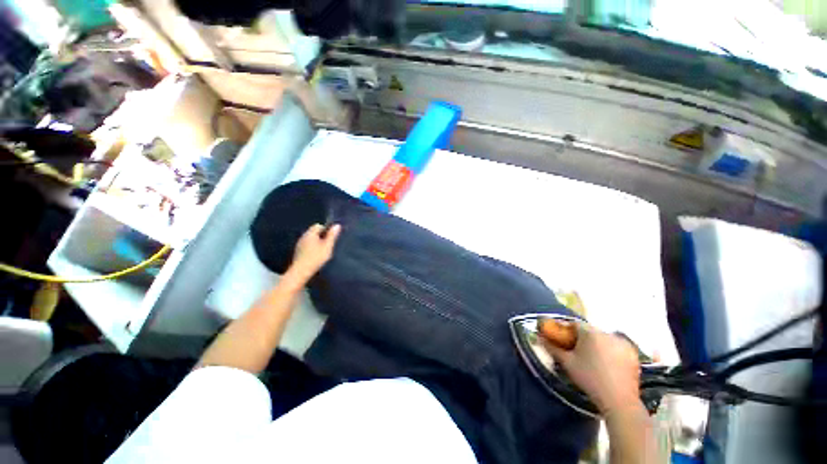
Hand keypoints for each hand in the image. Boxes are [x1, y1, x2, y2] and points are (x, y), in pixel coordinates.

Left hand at [288, 223, 341, 280]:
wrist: (300, 272)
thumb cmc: (316, 258)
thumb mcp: (327, 246)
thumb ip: (332, 235)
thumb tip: (337, 225)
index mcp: (310, 233)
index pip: (319, 225)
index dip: (326, 229)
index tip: (332, 237)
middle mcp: (303, 236)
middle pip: (314, 232)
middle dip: (322, 236)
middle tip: (329, 244)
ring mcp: (299, 244)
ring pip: (310, 239)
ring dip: (317, 242)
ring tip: (323, 251)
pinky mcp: (298, 252)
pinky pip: (307, 245)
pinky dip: (312, 248)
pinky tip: (316, 256)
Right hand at [545, 322, 641, 415]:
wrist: (619, 400)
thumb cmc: (589, 379)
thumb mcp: (567, 363)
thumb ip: (552, 347)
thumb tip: (539, 337)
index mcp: (590, 332)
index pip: (574, 323)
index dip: (566, 329)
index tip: (562, 337)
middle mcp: (607, 333)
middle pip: (590, 330)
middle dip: (581, 337)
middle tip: (576, 349)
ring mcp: (623, 343)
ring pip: (603, 337)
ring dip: (596, 343)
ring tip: (591, 357)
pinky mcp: (633, 353)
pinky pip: (616, 346)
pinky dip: (609, 349)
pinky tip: (606, 362)